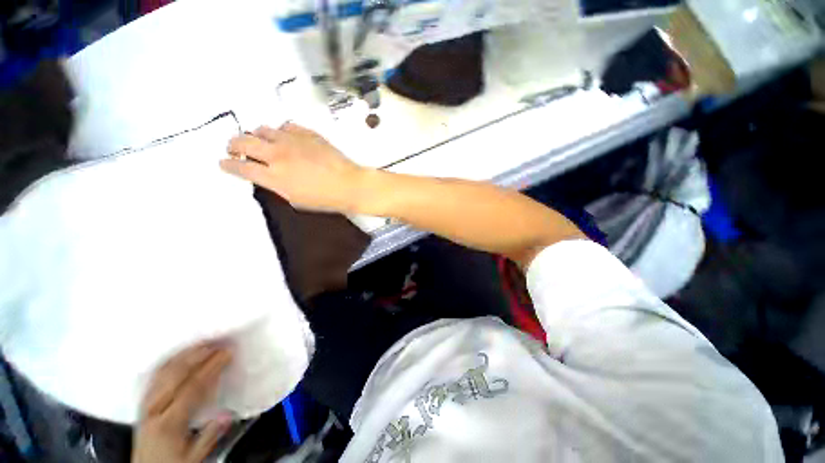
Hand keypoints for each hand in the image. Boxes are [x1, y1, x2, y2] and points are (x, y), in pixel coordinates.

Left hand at [132, 343, 233, 462]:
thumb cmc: (172, 462)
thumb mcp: (192, 458)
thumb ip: (209, 437)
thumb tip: (228, 414)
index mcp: (168, 424)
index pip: (192, 389)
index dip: (211, 369)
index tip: (227, 353)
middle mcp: (153, 411)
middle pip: (175, 376)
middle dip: (197, 357)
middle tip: (216, 343)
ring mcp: (145, 406)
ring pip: (162, 374)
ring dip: (183, 357)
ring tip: (200, 345)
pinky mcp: (141, 404)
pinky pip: (153, 378)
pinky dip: (167, 364)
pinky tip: (177, 356)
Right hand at [221, 123, 368, 211]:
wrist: (350, 185)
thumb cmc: (326, 199)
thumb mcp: (295, 200)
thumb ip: (277, 185)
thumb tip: (268, 176)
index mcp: (273, 177)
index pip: (240, 166)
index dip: (228, 164)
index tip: (224, 162)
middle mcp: (277, 155)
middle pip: (242, 141)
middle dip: (233, 144)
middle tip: (235, 148)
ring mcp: (292, 141)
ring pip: (262, 129)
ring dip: (257, 136)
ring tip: (262, 142)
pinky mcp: (307, 133)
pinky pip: (285, 125)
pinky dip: (281, 131)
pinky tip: (285, 138)